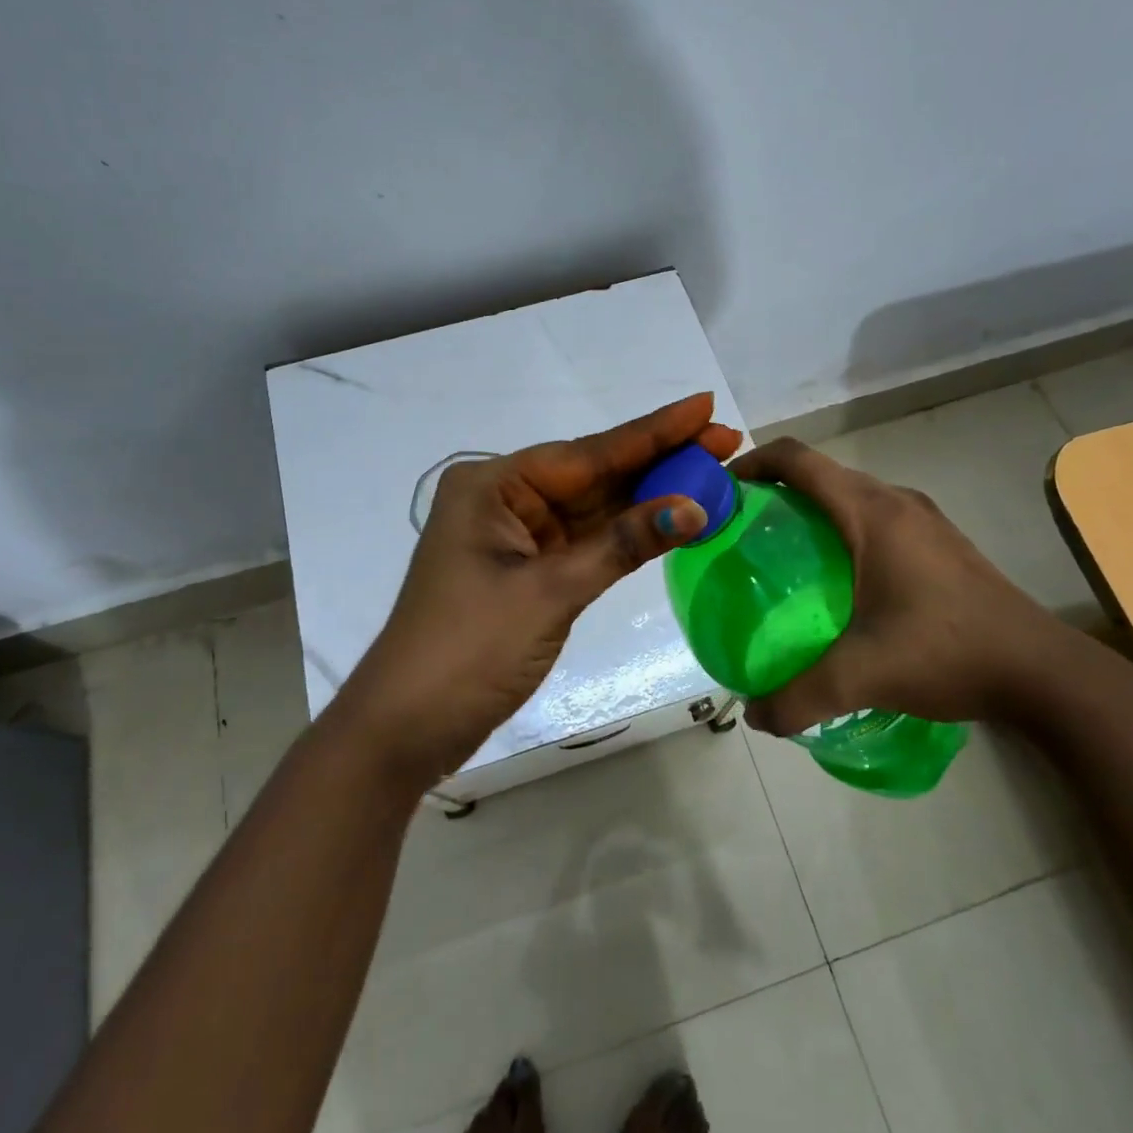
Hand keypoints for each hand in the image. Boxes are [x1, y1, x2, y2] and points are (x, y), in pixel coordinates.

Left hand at [338, 394, 740, 786]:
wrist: (408, 727)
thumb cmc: (469, 648)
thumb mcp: (550, 592)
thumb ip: (622, 545)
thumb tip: (694, 508)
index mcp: (494, 484)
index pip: (588, 452)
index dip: (653, 432)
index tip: (704, 406)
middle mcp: (505, 499)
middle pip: (595, 474)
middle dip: (660, 460)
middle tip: (724, 440)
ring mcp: (517, 537)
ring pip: (595, 508)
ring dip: (650, 496)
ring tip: (712, 473)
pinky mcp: (528, 572)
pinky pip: (587, 541)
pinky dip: (628, 535)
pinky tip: (671, 517)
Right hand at [731, 438, 1092, 736]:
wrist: (1045, 673)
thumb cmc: (948, 652)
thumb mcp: (863, 676)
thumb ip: (798, 697)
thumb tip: (753, 716)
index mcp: (871, 512)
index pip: (797, 459)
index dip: (751, 462)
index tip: (721, 491)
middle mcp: (896, 502)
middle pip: (821, 474)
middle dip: (775, 490)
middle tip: (742, 532)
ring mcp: (924, 521)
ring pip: (850, 495)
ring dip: (811, 510)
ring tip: (782, 556)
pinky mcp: (941, 544)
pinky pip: (875, 518)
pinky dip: (842, 530)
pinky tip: (838, 582)